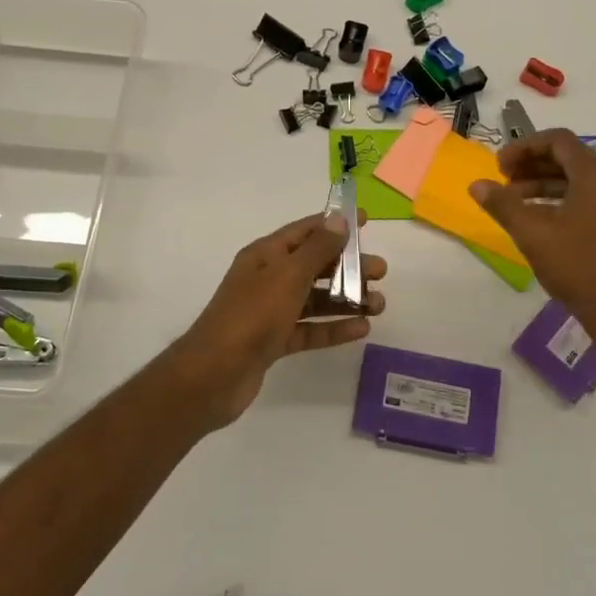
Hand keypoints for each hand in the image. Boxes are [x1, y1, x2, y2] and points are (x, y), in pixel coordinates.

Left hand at [173, 211, 386, 428]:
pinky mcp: (274, 342)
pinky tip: (361, 329)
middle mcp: (268, 279)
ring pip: (316, 299)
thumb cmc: (251, 316)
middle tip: (381, 272)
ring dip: (347, 299)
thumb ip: (316, 249)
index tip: (366, 221)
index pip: (305, 231)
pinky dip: (334, 328)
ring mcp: (270, 312)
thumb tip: (338, 219)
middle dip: (348, 266)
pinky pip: (310, 329)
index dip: (335, 224)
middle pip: (315, 266)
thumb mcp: (287, 276)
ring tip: (380, 305)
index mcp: (265, 255)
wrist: (213, 375)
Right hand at [470, 129, 595, 345]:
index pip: (559, 141)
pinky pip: (590, 198)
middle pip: (569, 159)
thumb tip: (477, 185)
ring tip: (515, 203)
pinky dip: (562, 200)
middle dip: (532, 166)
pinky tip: (540, 220)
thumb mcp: (533, 235)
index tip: (499, 166)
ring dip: (544, 185)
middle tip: (503, 182)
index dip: (524, 147)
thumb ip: (503, 205)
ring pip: (579, 180)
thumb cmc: (578, 268)